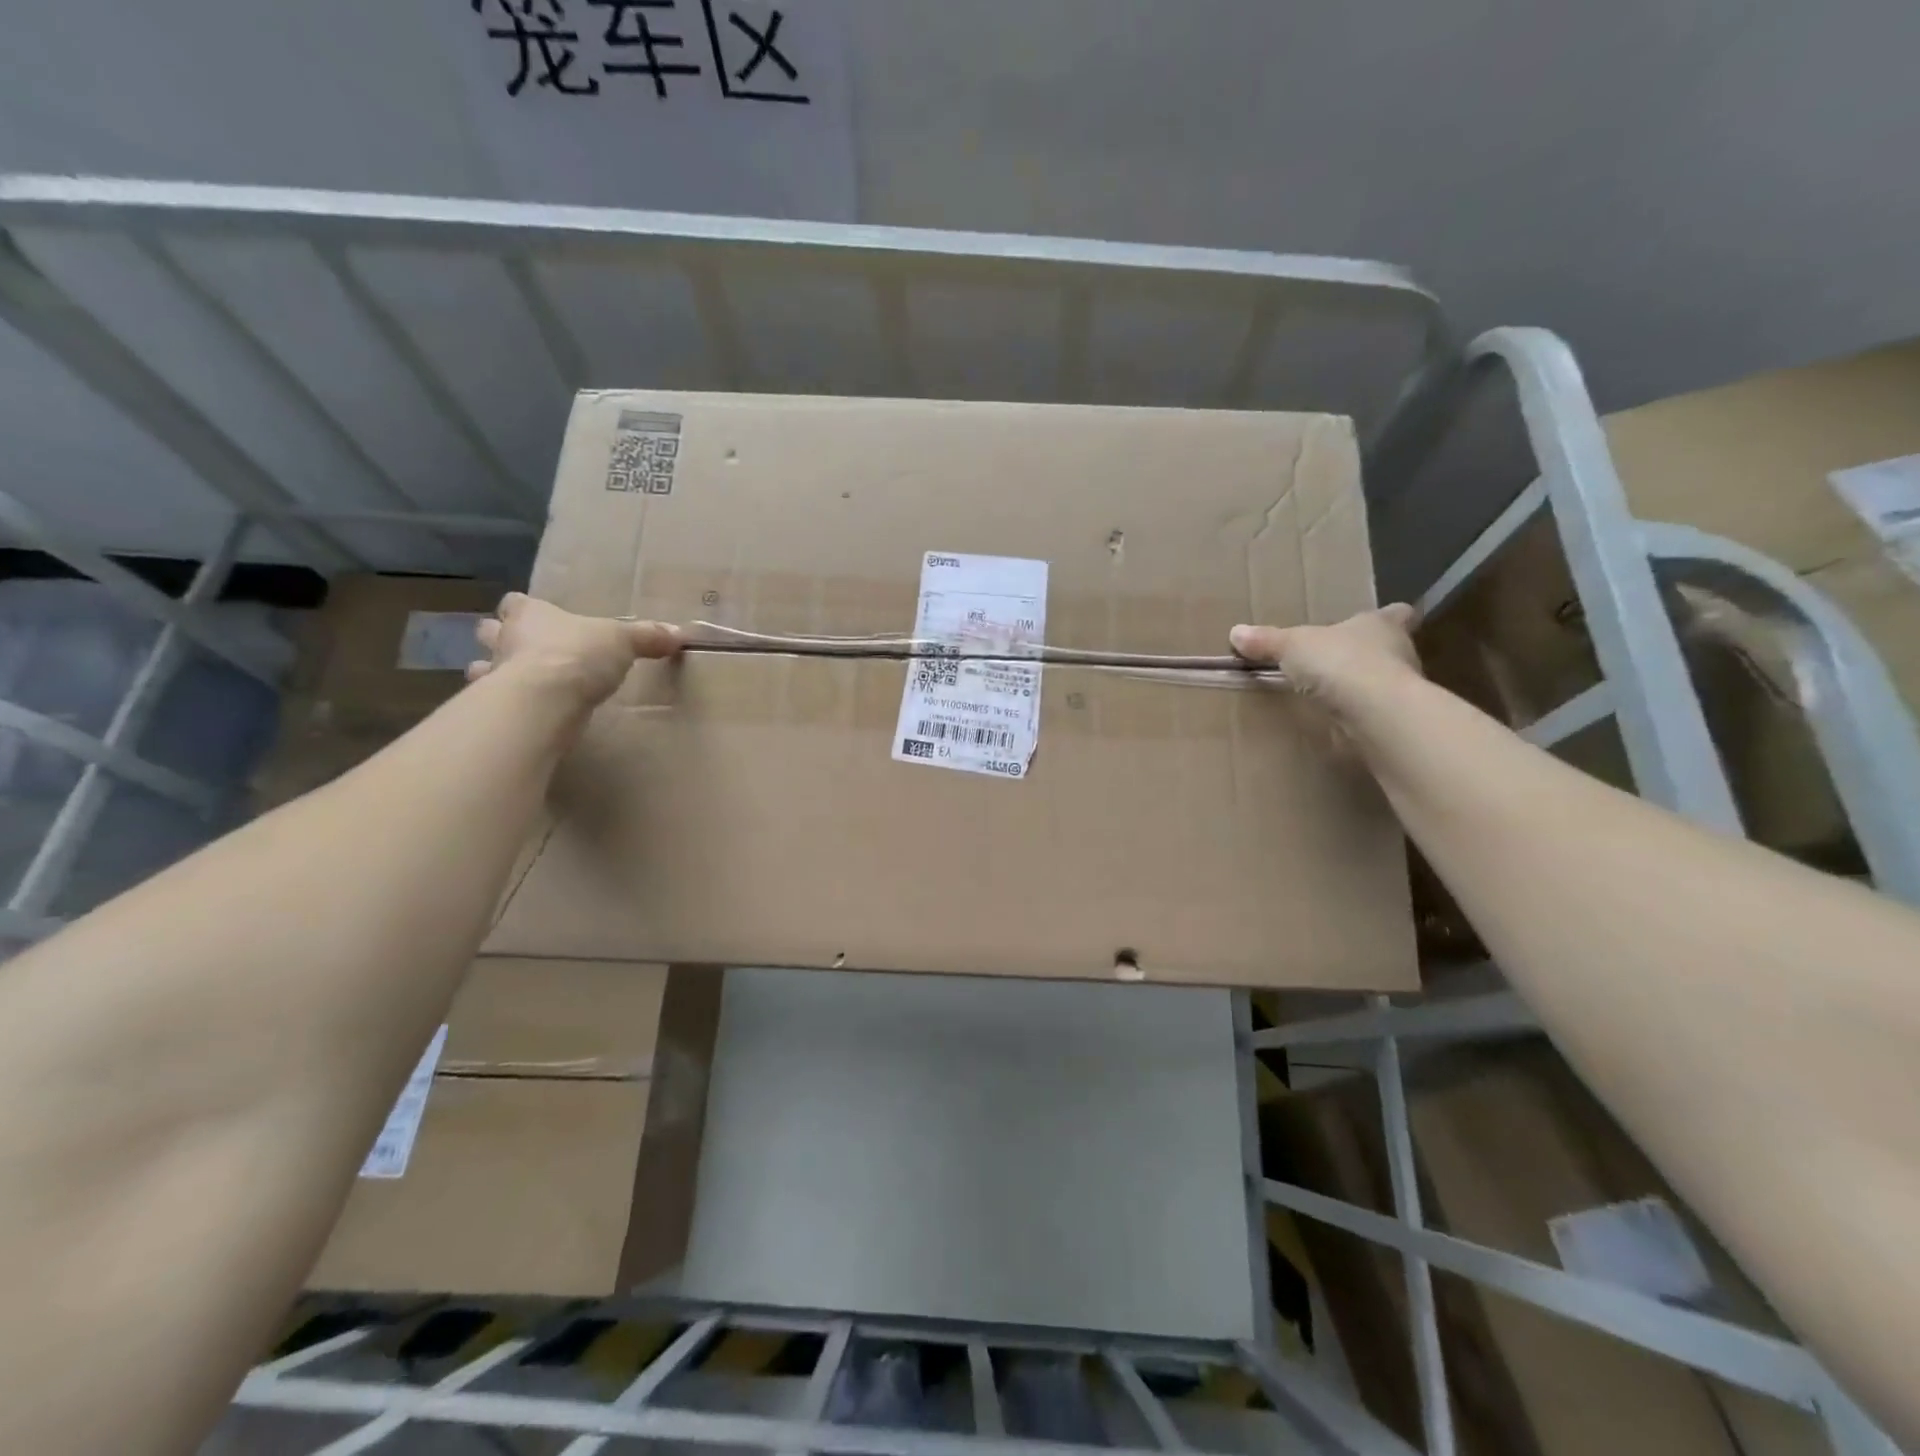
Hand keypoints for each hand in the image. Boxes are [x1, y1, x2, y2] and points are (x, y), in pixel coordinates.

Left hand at [467, 593, 680, 709]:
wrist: (545, 699)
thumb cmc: (578, 655)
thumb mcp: (623, 641)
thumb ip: (647, 637)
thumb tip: (679, 634)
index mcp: (532, 615)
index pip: (516, 603)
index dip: (523, 608)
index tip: (538, 617)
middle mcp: (506, 640)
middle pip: (490, 630)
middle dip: (500, 637)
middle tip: (524, 649)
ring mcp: (496, 674)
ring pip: (483, 667)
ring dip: (495, 673)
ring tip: (517, 684)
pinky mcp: (496, 708)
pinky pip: (493, 704)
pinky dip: (502, 707)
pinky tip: (522, 713)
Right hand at [1229, 604, 1421, 717]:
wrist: (1375, 712)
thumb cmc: (1340, 662)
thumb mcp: (1292, 645)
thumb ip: (1267, 641)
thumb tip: (1236, 632)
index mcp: (1381, 625)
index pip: (1395, 614)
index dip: (1388, 616)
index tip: (1380, 621)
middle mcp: (1399, 652)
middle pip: (1389, 649)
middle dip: (1368, 655)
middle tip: (1340, 661)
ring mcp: (1401, 688)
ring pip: (1383, 682)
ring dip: (1363, 688)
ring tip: (1334, 695)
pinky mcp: (1394, 720)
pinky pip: (1374, 713)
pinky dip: (1359, 716)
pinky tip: (1338, 722)